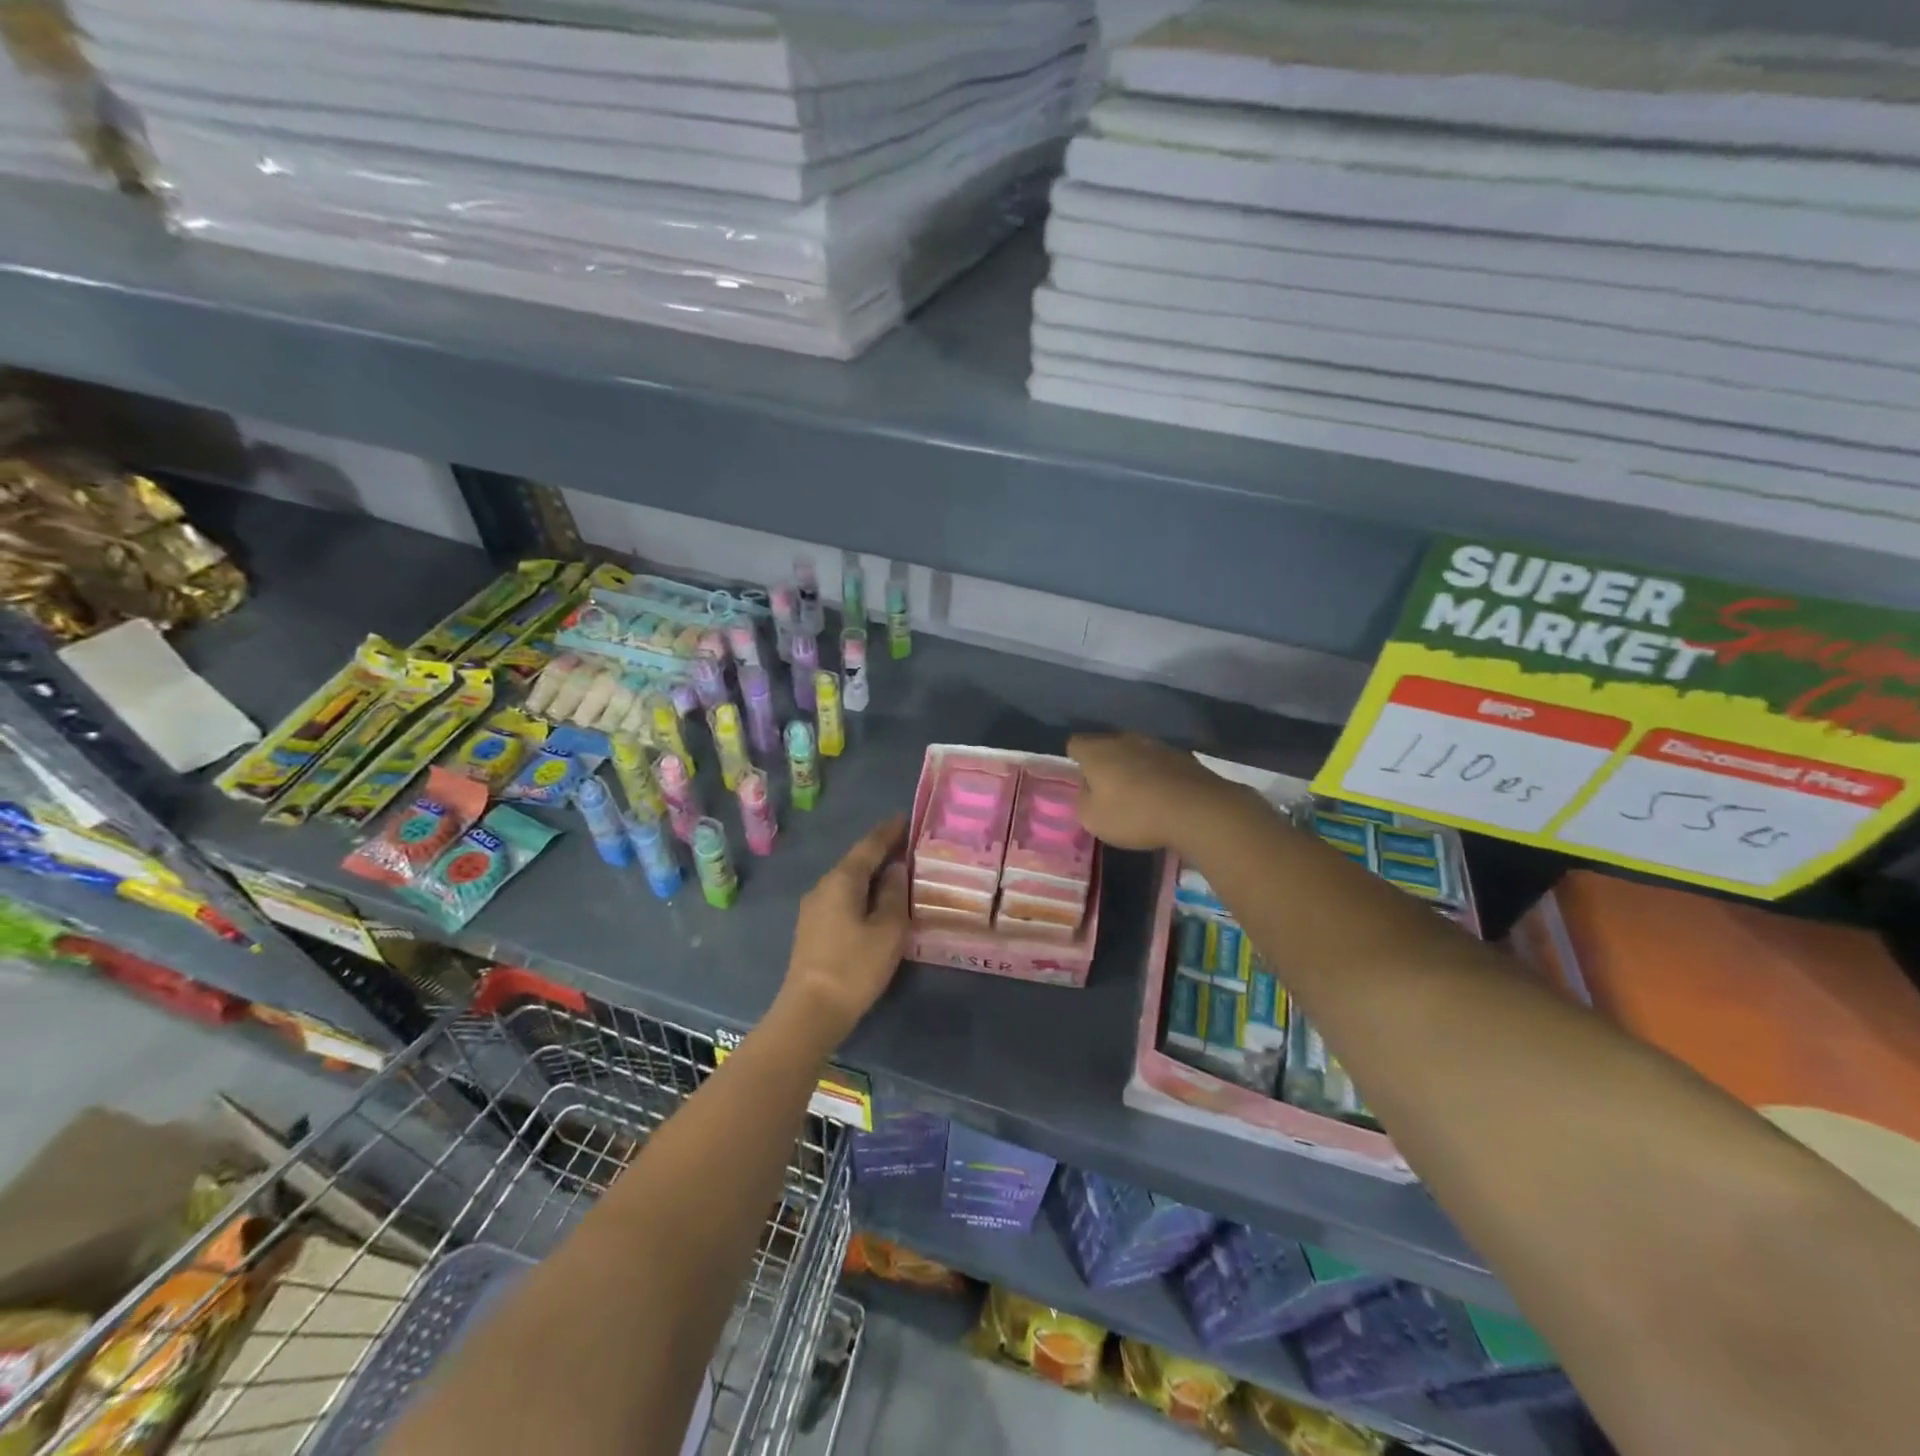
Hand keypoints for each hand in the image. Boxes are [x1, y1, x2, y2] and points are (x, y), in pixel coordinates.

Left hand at [776, 816, 909, 1046]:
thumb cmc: (855, 966)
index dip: (889, 831)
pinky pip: (841, 897)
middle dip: (881, 851)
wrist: (811, 1011)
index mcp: (842, 880)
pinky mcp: (812, 928)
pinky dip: (861, 892)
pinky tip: (876, 901)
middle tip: (909, 846)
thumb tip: (896, 869)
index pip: (869, 845)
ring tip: (897, 872)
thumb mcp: (888, 929)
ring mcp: (814, 908)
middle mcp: (823, 886)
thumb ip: (895, 894)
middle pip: (856, 861)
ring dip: (871, 874)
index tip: (906, 817)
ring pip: (848, 881)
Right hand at [1068, 732, 1244, 851]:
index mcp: (1097, 751)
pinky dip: (1157, 775)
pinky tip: (1162, 796)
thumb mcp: (1093, 819)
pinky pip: (1160, 763)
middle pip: (1106, 745)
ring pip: (1135, 752)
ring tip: (1136, 794)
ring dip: (1132, 768)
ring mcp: (1157, 745)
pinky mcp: (1183, 756)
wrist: (1197, 809)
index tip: (1080, 779)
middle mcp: (1124, 740)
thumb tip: (1088, 788)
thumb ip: (1083, 800)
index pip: (1075, 744)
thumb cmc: (1135, 814)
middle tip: (1106, 789)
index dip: (1074, 760)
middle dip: (1104, 763)